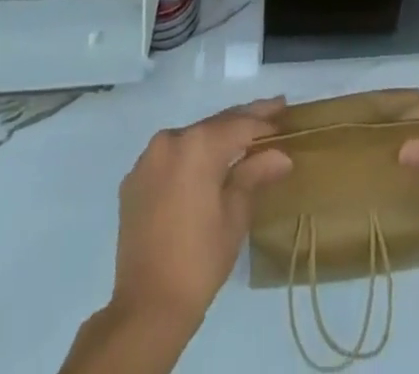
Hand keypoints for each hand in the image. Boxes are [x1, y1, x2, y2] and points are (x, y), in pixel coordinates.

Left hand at [109, 98, 293, 331]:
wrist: (146, 308)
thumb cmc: (200, 261)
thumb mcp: (235, 216)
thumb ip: (255, 174)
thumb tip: (281, 155)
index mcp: (197, 145)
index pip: (239, 124)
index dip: (264, 118)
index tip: (284, 109)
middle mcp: (170, 140)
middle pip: (214, 125)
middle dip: (243, 120)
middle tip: (271, 113)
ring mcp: (148, 159)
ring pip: (192, 138)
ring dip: (216, 138)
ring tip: (243, 138)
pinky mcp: (134, 180)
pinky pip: (171, 158)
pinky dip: (191, 157)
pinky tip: (207, 165)